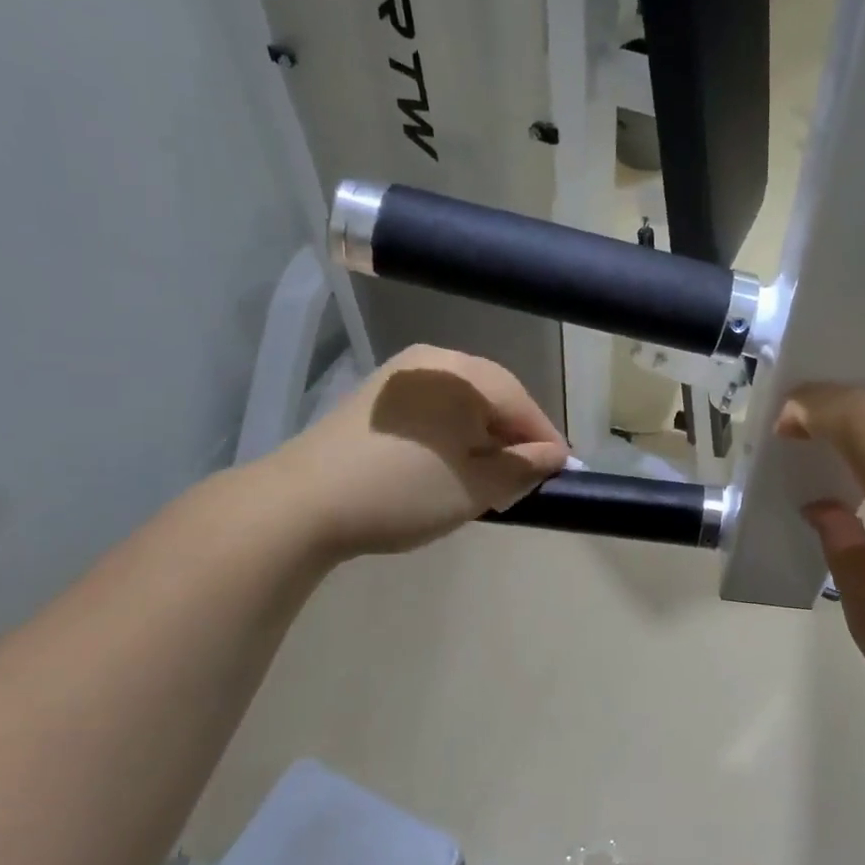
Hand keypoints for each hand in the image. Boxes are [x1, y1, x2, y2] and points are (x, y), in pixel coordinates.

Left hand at [262, 345, 567, 558]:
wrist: (302, 503)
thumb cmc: (404, 490)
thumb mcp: (477, 486)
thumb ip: (524, 467)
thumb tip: (554, 456)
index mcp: (465, 373)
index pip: (524, 404)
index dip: (547, 443)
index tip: (563, 476)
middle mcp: (436, 361)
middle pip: (494, 399)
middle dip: (513, 439)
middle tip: (524, 480)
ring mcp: (402, 375)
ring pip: (464, 404)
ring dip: (483, 438)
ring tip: (487, 477)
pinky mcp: (378, 397)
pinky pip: (435, 410)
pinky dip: (452, 434)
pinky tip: (448, 464)